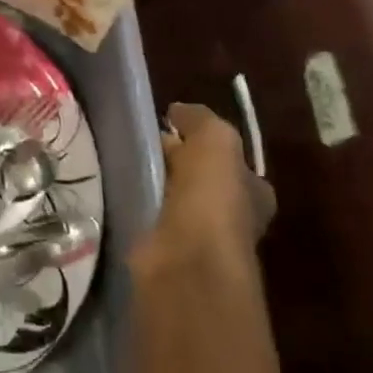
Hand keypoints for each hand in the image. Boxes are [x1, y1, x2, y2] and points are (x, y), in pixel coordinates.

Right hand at [135, 102, 276, 284]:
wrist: (187, 261)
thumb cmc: (212, 199)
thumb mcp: (215, 141)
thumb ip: (201, 121)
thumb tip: (179, 111)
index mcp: (253, 192)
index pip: (230, 162)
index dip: (203, 144)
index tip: (170, 129)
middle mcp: (232, 219)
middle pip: (201, 182)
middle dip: (176, 164)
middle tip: (142, 146)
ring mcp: (199, 241)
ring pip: (173, 201)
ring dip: (154, 187)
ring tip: (123, 167)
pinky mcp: (167, 256)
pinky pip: (150, 220)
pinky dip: (138, 208)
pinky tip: (118, 195)